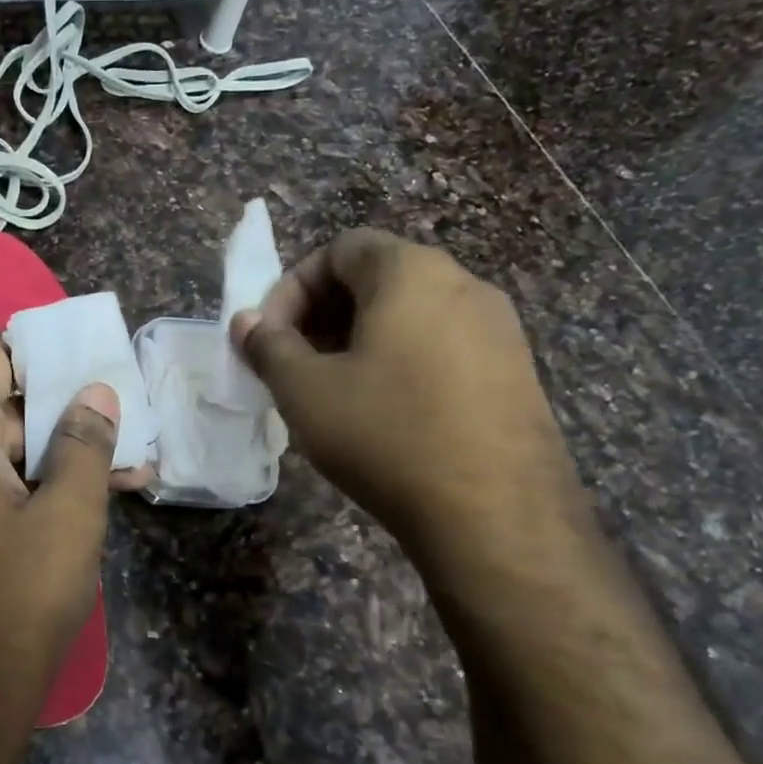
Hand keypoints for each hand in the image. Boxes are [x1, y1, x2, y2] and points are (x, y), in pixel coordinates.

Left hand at [0, 334, 118, 739]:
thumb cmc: (15, 601)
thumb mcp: (68, 516)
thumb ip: (83, 444)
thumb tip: (95, 392)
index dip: (40, 352)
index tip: (91, 364)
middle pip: (2, 403)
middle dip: (66, 410)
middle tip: (127, 422)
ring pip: (6, 450)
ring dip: (63, 454)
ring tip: (131, 466)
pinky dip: (38, 485)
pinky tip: (96, 499)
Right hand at [232, 229, 582, 553]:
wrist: (496, 514)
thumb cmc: (386, 434)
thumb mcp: (305, 390)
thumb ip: (268, 347)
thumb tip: (246, 323)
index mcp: (411, 272)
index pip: (340, 248)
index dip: (292, 287)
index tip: (270, 336)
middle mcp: (464, 284)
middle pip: (377, 277)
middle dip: (322, 313)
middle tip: (294, 362)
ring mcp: (499, 329)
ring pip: (411, 313)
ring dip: (359, 339)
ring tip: (333, 389)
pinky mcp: (516, 372)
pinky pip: (443, 345)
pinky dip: (401, 361)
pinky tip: (384, 411)